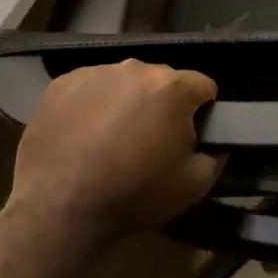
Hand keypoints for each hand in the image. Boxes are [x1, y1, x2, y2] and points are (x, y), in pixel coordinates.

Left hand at [6, 60, 219, 256]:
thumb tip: (216, 144)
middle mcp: (135, 68)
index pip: (203, 86)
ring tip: (112, 138)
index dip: (201, 111)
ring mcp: (95, 72)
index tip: (189, 136)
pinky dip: (93, 104)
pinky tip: (84, 134)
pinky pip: (90, 87)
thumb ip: (215, 156)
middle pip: (162, 80)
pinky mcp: (62, 84)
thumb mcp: (194, 186)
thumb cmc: (134, 194)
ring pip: (125, 81)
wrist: (60, 210)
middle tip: (149, 140)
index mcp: (172, 87)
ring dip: (127, 101)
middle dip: (162, 104)